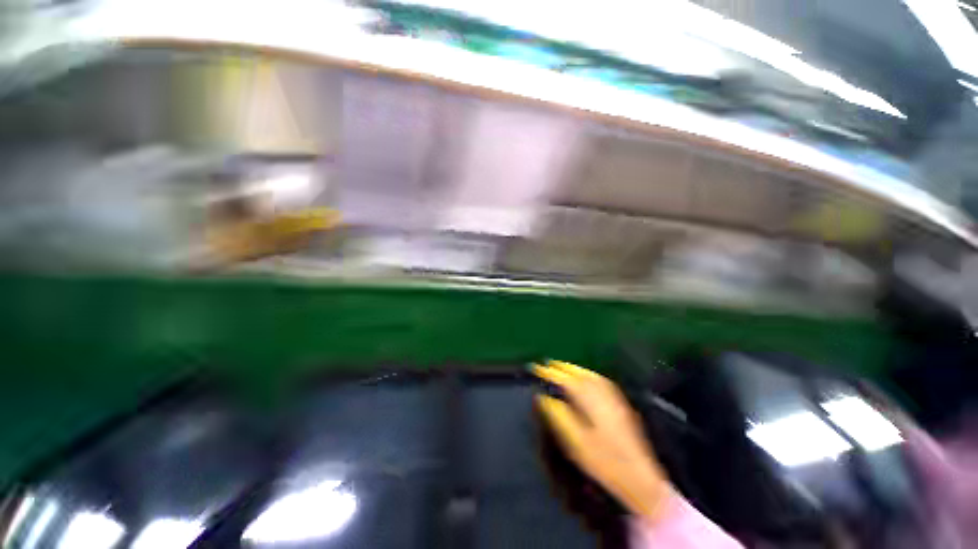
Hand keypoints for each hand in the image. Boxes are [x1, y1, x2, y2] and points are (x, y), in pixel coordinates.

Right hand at [534, 360, 672, 523]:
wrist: (640, 478)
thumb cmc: (604, 461)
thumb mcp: (576, 442)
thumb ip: (558, 416)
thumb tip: (543, 397)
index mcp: (589, 399)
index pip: (565, 380)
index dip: (549, 373)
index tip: (536, 368)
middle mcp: (602, 392)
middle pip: (578, 373)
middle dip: (562, 367)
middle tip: (547, 365)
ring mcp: (614, 396)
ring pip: (590, 375)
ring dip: (574, 369)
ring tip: (562, 368)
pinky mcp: (621, 403)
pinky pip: (599, 380)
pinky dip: (587, 375)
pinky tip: (585, 379)